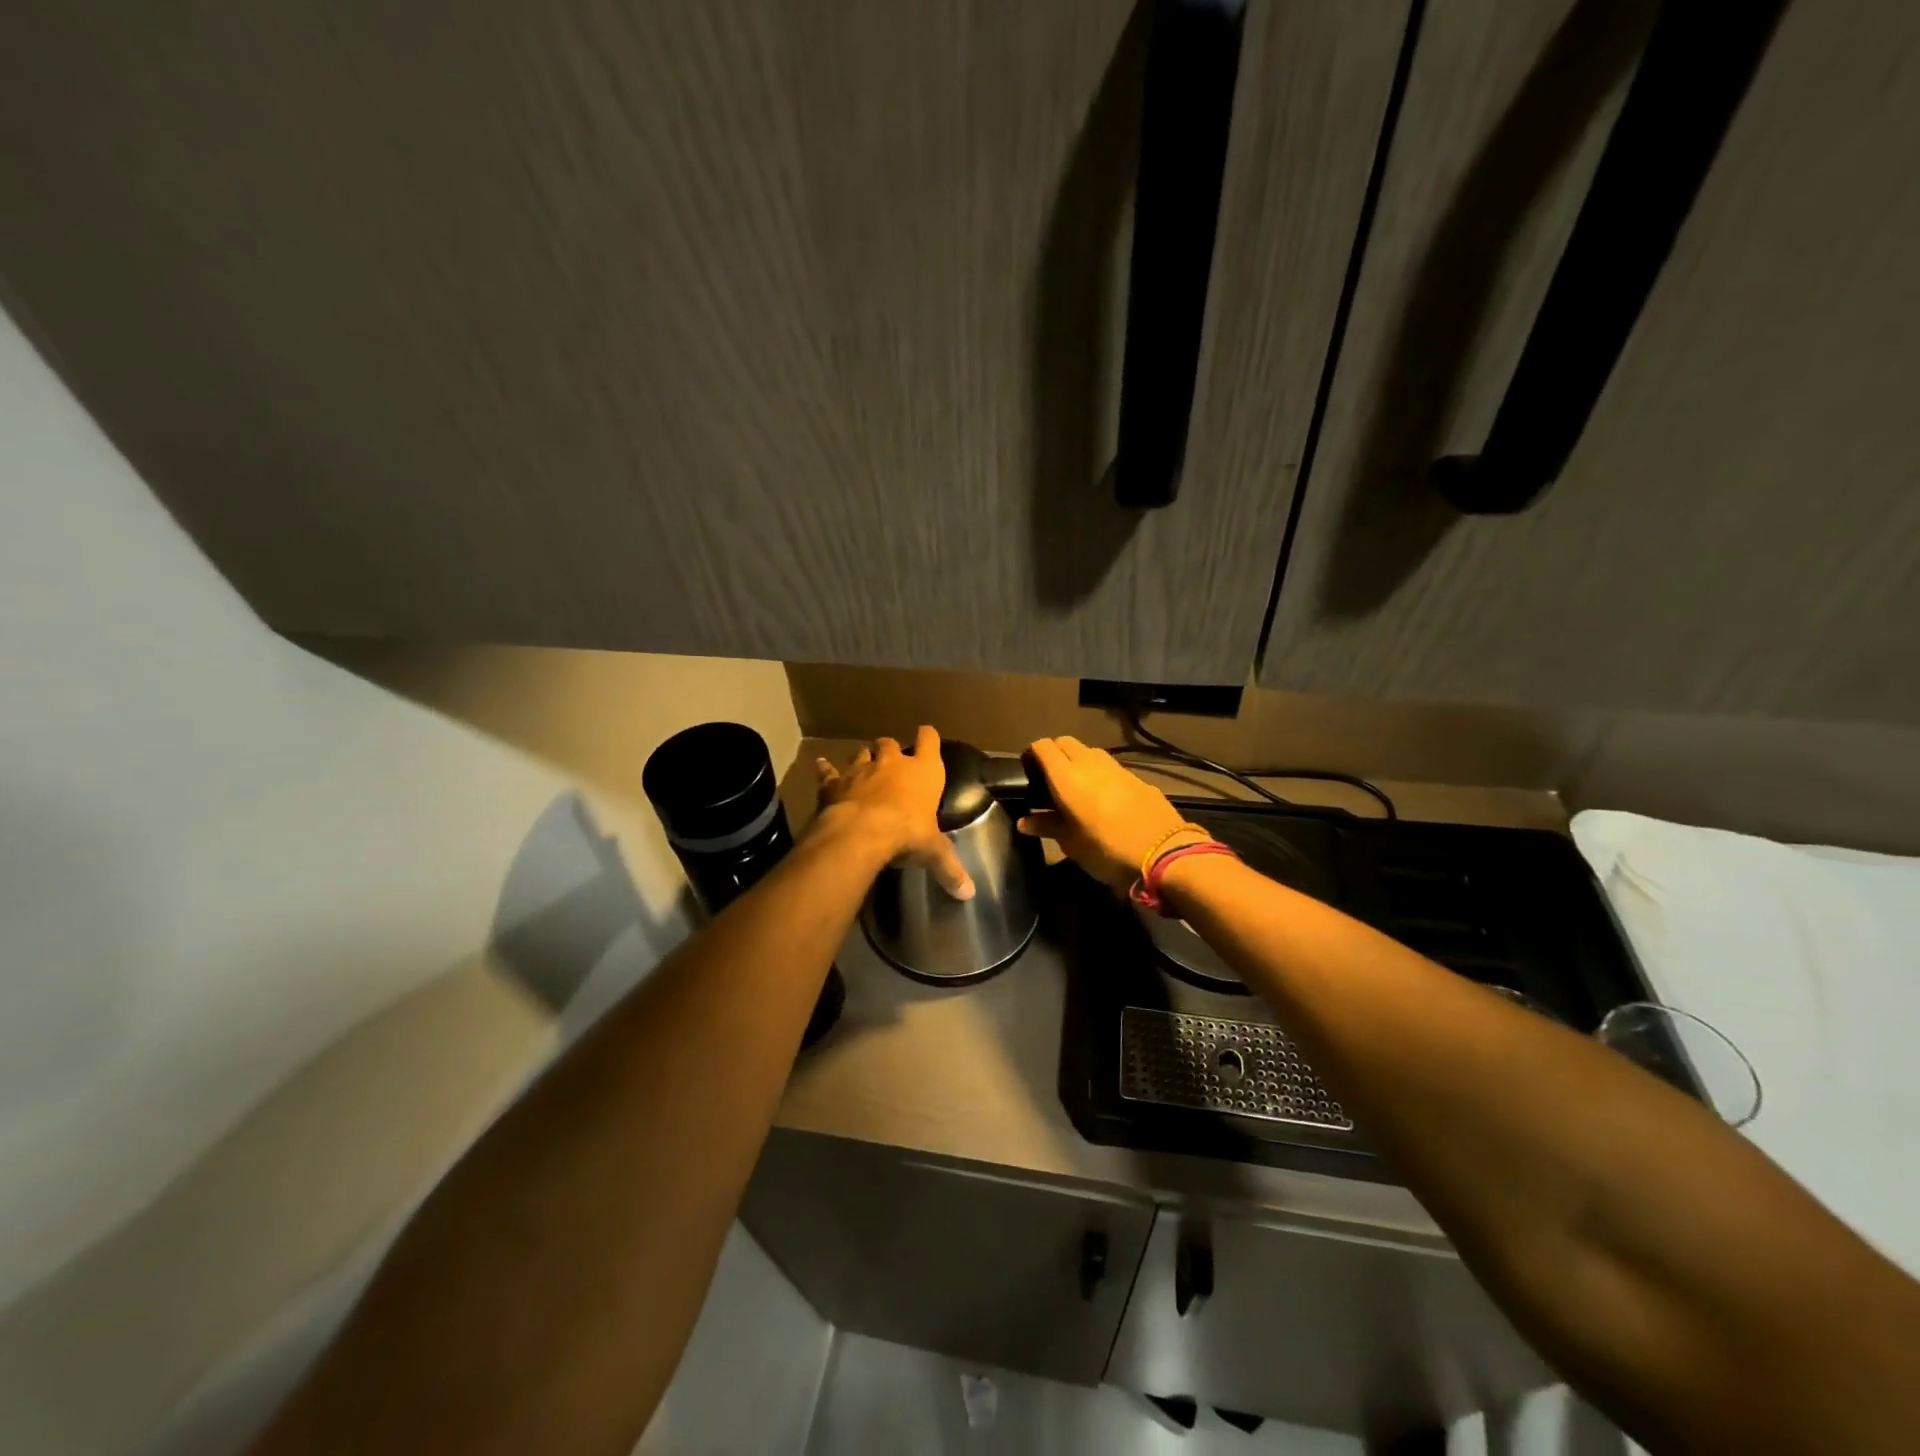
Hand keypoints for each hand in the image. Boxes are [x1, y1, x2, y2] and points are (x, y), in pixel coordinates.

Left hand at [815, 725, 973, 899]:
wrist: (860, 833)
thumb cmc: (907, 833)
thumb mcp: (933, 852)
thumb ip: (950, 868)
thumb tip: (969, 893)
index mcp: (923, 772)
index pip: (929, 741)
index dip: (928, 737)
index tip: (926, 735)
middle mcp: (892, 763)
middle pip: (890, 743)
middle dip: (890, 749)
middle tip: (891, 761)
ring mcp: (860, 770)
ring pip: (861, 754)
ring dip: (862, 759)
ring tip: (862, 768)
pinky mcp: (834, 783)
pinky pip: (829, 772)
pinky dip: (826, 770)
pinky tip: (821, 765)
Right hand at [1017, 736, 1188, 891]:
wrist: (1164, 854)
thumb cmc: (1106, 850)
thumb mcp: (1071, 844)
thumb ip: (1046, 826)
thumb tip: (1024, 821)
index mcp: (1067, 777)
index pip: (1042, 747)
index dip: (1032, 754)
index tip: (1027, 772)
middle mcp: (1090, 763)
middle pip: (1065, 742)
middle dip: (1054, 753)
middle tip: (1049, 779)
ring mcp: (1117, 768)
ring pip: (1089, 752)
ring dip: (1078, 761)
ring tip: (1076, 787)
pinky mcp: (1137, 778)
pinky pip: (1111, 767)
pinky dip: (1100, 774)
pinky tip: (1104, 798)